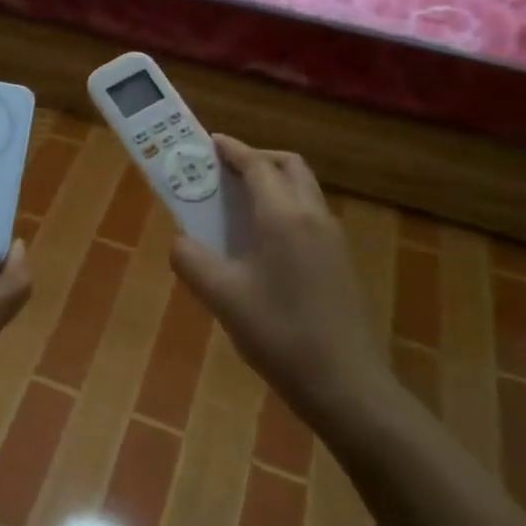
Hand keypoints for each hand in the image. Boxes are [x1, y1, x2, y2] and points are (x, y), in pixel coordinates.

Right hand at [170, 136, 387, 423]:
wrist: (345, 384)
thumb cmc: (280, 334)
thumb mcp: (223, 297)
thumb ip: (192, 261)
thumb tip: (181, 243)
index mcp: (283, 217)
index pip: (257, 166)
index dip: (232, 150)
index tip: (208, 142)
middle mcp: (313, 216)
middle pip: (288, 166)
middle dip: (257, 158)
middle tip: (224, 170)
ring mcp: (332, 239)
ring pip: (303, 189)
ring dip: (272, 182)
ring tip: (237, 202)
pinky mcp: (339, 260)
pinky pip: (309, 214)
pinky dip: (284, 207)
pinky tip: (261, 241)